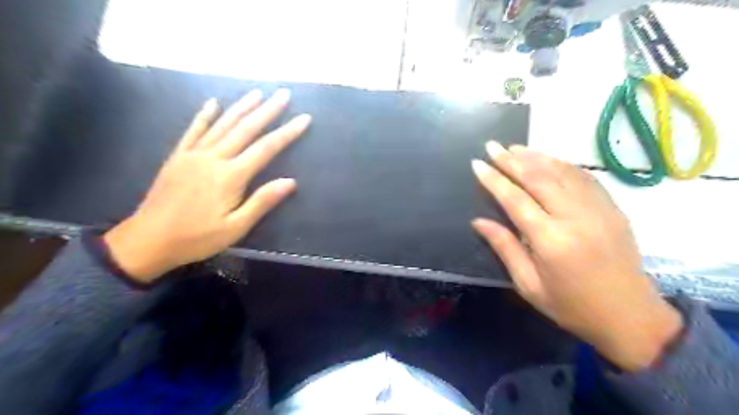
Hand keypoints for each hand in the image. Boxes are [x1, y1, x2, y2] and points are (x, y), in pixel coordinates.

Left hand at [103, 89, 311, 283]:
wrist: (148, 240)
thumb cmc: (197, 238)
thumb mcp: (235, 227)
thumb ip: (262, 202)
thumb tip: (290, 181)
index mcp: (230, 176)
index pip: (266, 148)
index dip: (287, 132)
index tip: (304, 118)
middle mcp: (213, 158)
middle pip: (245, 129)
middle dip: (267, 110)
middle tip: (283, 94)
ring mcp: (193, 154)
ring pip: (222, 124)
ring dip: (241, 107)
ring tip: (257, 93)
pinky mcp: (178, 156)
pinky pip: (194, 130)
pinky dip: (205, 115)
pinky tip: (213, 103)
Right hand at [473, 142, 680, 371]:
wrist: (629, 316)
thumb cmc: (570, 305)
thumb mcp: (528, 284)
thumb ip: (504, 248)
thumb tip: (478, 221)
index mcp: (551, 241)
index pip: (515, 199)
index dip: (494, 179)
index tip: (478, 164)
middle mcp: (575, 218)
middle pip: (538, 178)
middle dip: (511, 160)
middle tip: (492, 146)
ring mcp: (598, 210)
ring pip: (562, 172)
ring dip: (535, 156)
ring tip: (514, 147)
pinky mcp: (612, 208)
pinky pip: (585, 177)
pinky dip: (562, 164)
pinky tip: (548, 159)